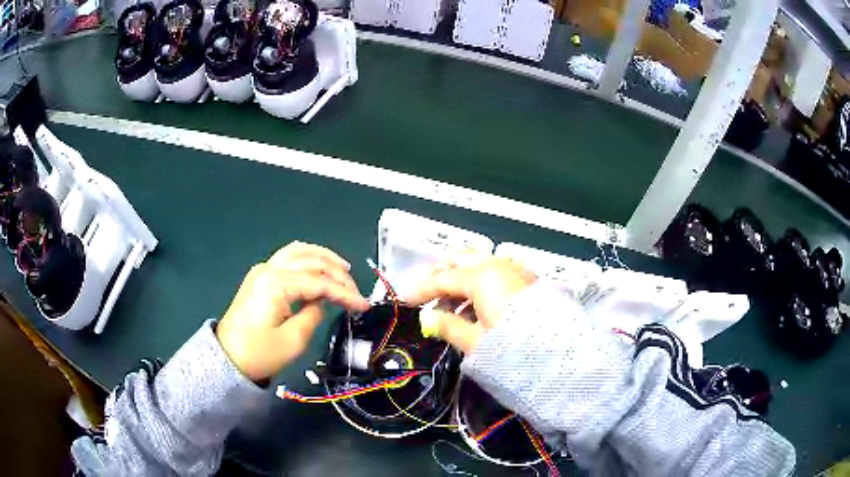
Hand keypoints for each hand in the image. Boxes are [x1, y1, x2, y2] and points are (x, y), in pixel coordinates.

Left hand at [217, 242, 368, 381]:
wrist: (228, 359)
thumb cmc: (259, 354)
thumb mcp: (293, 341)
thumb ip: (314, 314)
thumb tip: (323, 301)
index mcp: (276, 284)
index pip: (319, 282)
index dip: (345, 293)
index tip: (364, 306)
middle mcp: (269, 269)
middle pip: (311, 261)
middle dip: (338, 274)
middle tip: (356, 293)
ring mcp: (263, 270)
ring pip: (299, 252)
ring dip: (324, 258)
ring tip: (344, 269)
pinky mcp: (261, 277)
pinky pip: (288, 257)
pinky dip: (307, 258)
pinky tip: (319, 264)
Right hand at [406, 256, 535, 353]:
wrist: (562, 358)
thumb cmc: (514, 351)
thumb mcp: (476, 343)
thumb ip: (448, 326)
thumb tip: (427, 317)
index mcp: (482, 277)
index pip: (442, 278)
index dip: (420, 290)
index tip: (404, 301)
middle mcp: (499, 266)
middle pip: (461, 260)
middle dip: (440, 275)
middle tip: (426, 296)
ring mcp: (516, 271)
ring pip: (479, 265)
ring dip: (460, 279)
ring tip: (448, 307)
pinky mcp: (528, 282)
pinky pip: (496, 274)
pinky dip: (479, 284)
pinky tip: (474, 307)